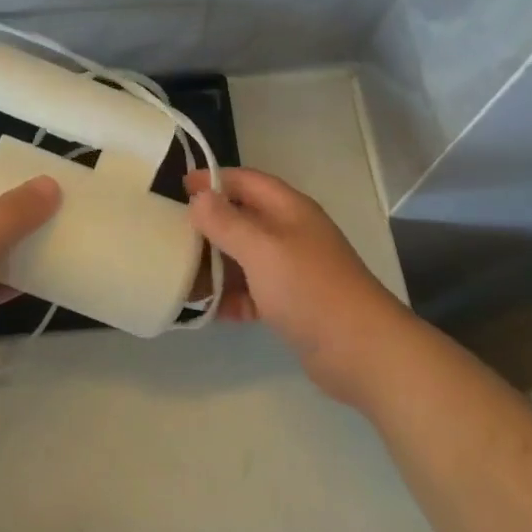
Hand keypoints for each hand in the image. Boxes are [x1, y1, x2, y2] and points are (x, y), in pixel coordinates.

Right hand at [186, 168, 408, 403]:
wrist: (361, 351)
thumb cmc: (309, 289)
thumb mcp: (262, 249)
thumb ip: (227, 222)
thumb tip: (199, 196)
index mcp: (289, 209)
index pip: (246, 181)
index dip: (214, 180)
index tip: (179, 186)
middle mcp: (291, 233)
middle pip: (243, 219)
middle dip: (208, 226)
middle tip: (169, 235)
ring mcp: (292, 270)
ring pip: (244, 258)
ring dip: (215, 266)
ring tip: (178, 277)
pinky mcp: (292, 304)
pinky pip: (252, 292)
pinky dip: (231, 298)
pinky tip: (206, 311)